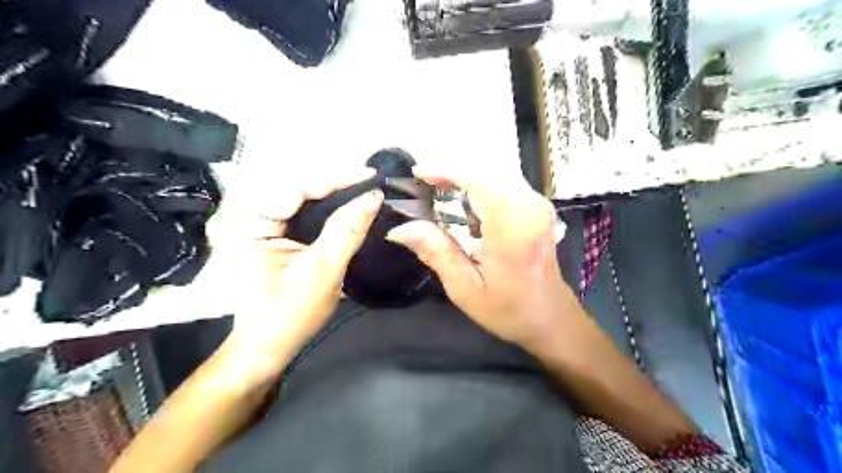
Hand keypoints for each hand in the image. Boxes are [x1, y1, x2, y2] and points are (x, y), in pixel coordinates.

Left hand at [209, 169, 384, 363]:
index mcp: (244, 225)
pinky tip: (342, 204)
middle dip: (334, 183)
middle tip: (369, 184)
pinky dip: (320, 205)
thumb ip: (346, 230)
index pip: (294, 187)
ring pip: (295, 194)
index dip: (336, 178)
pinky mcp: (259, 229)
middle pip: (293, 186)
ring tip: (360, 190)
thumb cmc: (289, 315)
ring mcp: (248, 221)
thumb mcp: (323, 271)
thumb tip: (373, 196)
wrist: (265, 344)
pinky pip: (293, 207)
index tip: (370, 175)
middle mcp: (239, 215)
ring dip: (329, 192)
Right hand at [385, 165, 579, 348]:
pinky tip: (467, 204)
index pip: (478, 182)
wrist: (550, 316)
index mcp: (512, 229)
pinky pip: (506, 184)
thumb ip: (436, 253)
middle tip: (425, 188)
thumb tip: (401, 229)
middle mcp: (529, 208)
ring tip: (441, 194)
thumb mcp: (465, 289)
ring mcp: (538, 205)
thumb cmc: (508, 309)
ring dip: (467, 180)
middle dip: (453, 175)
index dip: (446, 172)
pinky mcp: (539, 207)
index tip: (419, 174)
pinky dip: (482, 187)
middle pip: (486, 173)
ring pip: (496, 175)